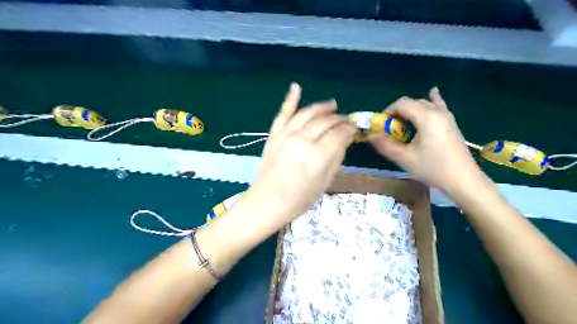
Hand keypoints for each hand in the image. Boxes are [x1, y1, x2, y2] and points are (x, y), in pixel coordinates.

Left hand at [248, 84, 356, 224]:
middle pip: (325, 122)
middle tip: (346, 121)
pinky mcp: (274, 135)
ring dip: (322, 107)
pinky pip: (283, 113)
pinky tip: (296, 87)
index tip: (354, 129)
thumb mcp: (324, 183)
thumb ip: (336, 158)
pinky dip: (289, 99)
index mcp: (317, 156)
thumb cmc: (299, 199)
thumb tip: (345, 139)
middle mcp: (302, 140)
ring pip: (308, 113)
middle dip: (339, 119)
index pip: (339, 134)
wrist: (267, 202)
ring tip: (332, 105)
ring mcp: (286, 135)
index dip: (349, 130)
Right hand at [369, 88, 482, 193]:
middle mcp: (437, 111)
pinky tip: (432, 92)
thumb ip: (384, 145)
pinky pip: (439, 105)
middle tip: (390, 129)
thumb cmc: (432, 168)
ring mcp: (447, 116)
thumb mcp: (404, 158)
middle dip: (398, 112)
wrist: (463, 180)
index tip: (381, 126)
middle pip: (412, 103)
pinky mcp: (451, 123)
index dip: (388, 112)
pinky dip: (432, 100)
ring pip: (424, 104)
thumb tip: (369, 136)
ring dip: (410, 111)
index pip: (402, 104)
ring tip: (403, 125)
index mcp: (426, 117)